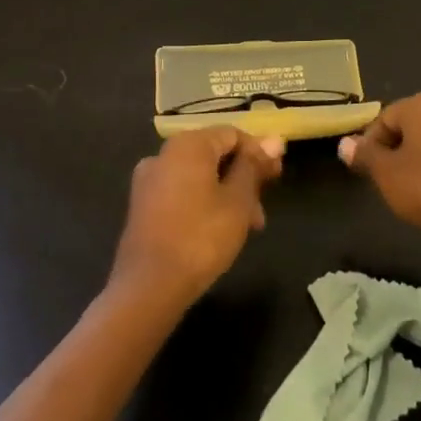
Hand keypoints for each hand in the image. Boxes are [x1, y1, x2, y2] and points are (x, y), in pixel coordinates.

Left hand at [111, 128, 284, 306]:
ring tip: (247, 227)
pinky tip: (219, 231)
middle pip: (214, 154)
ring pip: (199, 176)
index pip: (233, 134)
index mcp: (188, 145)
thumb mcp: (238, 201)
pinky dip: (204, 203)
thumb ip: (254, 167)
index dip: (259, 153)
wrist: (149, 286)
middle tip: (262, 209)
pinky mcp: (143, 206)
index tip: (277, 179)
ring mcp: (149, 180)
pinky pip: (182, 192)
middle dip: (243, 178)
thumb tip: (274, 139)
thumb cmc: (201, 237)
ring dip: (227, 194)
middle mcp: (163, 154)